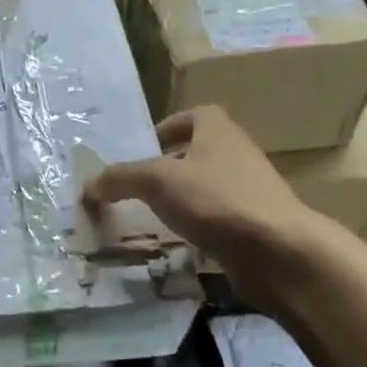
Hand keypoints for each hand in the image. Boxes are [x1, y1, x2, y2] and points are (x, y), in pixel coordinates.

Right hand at [82, 106, 323, 277]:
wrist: (279, 252)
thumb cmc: (217, 200)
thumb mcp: (157, 181)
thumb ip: (120, 178)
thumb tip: (87, 184)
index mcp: (219, 132)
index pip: (196, 115)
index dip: (171, 125)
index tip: (148, 147)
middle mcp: (238, 157)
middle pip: (200, 154)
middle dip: (170, 168)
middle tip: (139, 187)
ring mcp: (250, 194)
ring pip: (208, 190)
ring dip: (181, 201)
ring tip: (150, 219)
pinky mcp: (254, 228)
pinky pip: (217, 222)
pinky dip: (196, 231)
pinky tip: (176, 247)